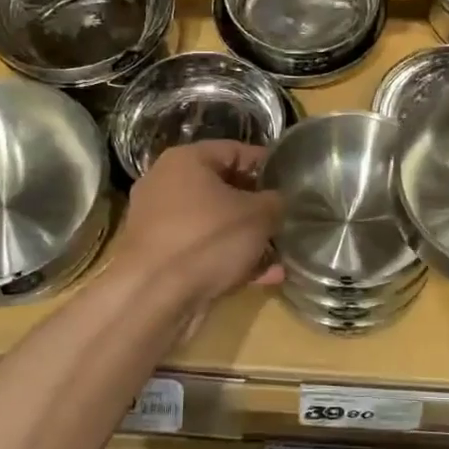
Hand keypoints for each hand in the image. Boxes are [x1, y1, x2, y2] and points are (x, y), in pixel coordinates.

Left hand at [113, 141, 281, 306]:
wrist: (155, 298)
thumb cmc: (208, 239)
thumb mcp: (258, 215)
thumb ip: (276, 201)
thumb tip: (279, 201)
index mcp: (186, 160)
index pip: (235, 150)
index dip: (268, 165)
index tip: (293, 182)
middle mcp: (167, 185)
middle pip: (224, 188)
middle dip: (259, 207)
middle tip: (288, 219)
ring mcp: (162, 224)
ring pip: (216, 224)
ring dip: (248, 238)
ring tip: (281, 253)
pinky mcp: (162, 258)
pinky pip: (205, 251)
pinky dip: (231, 260)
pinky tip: (265, 276)